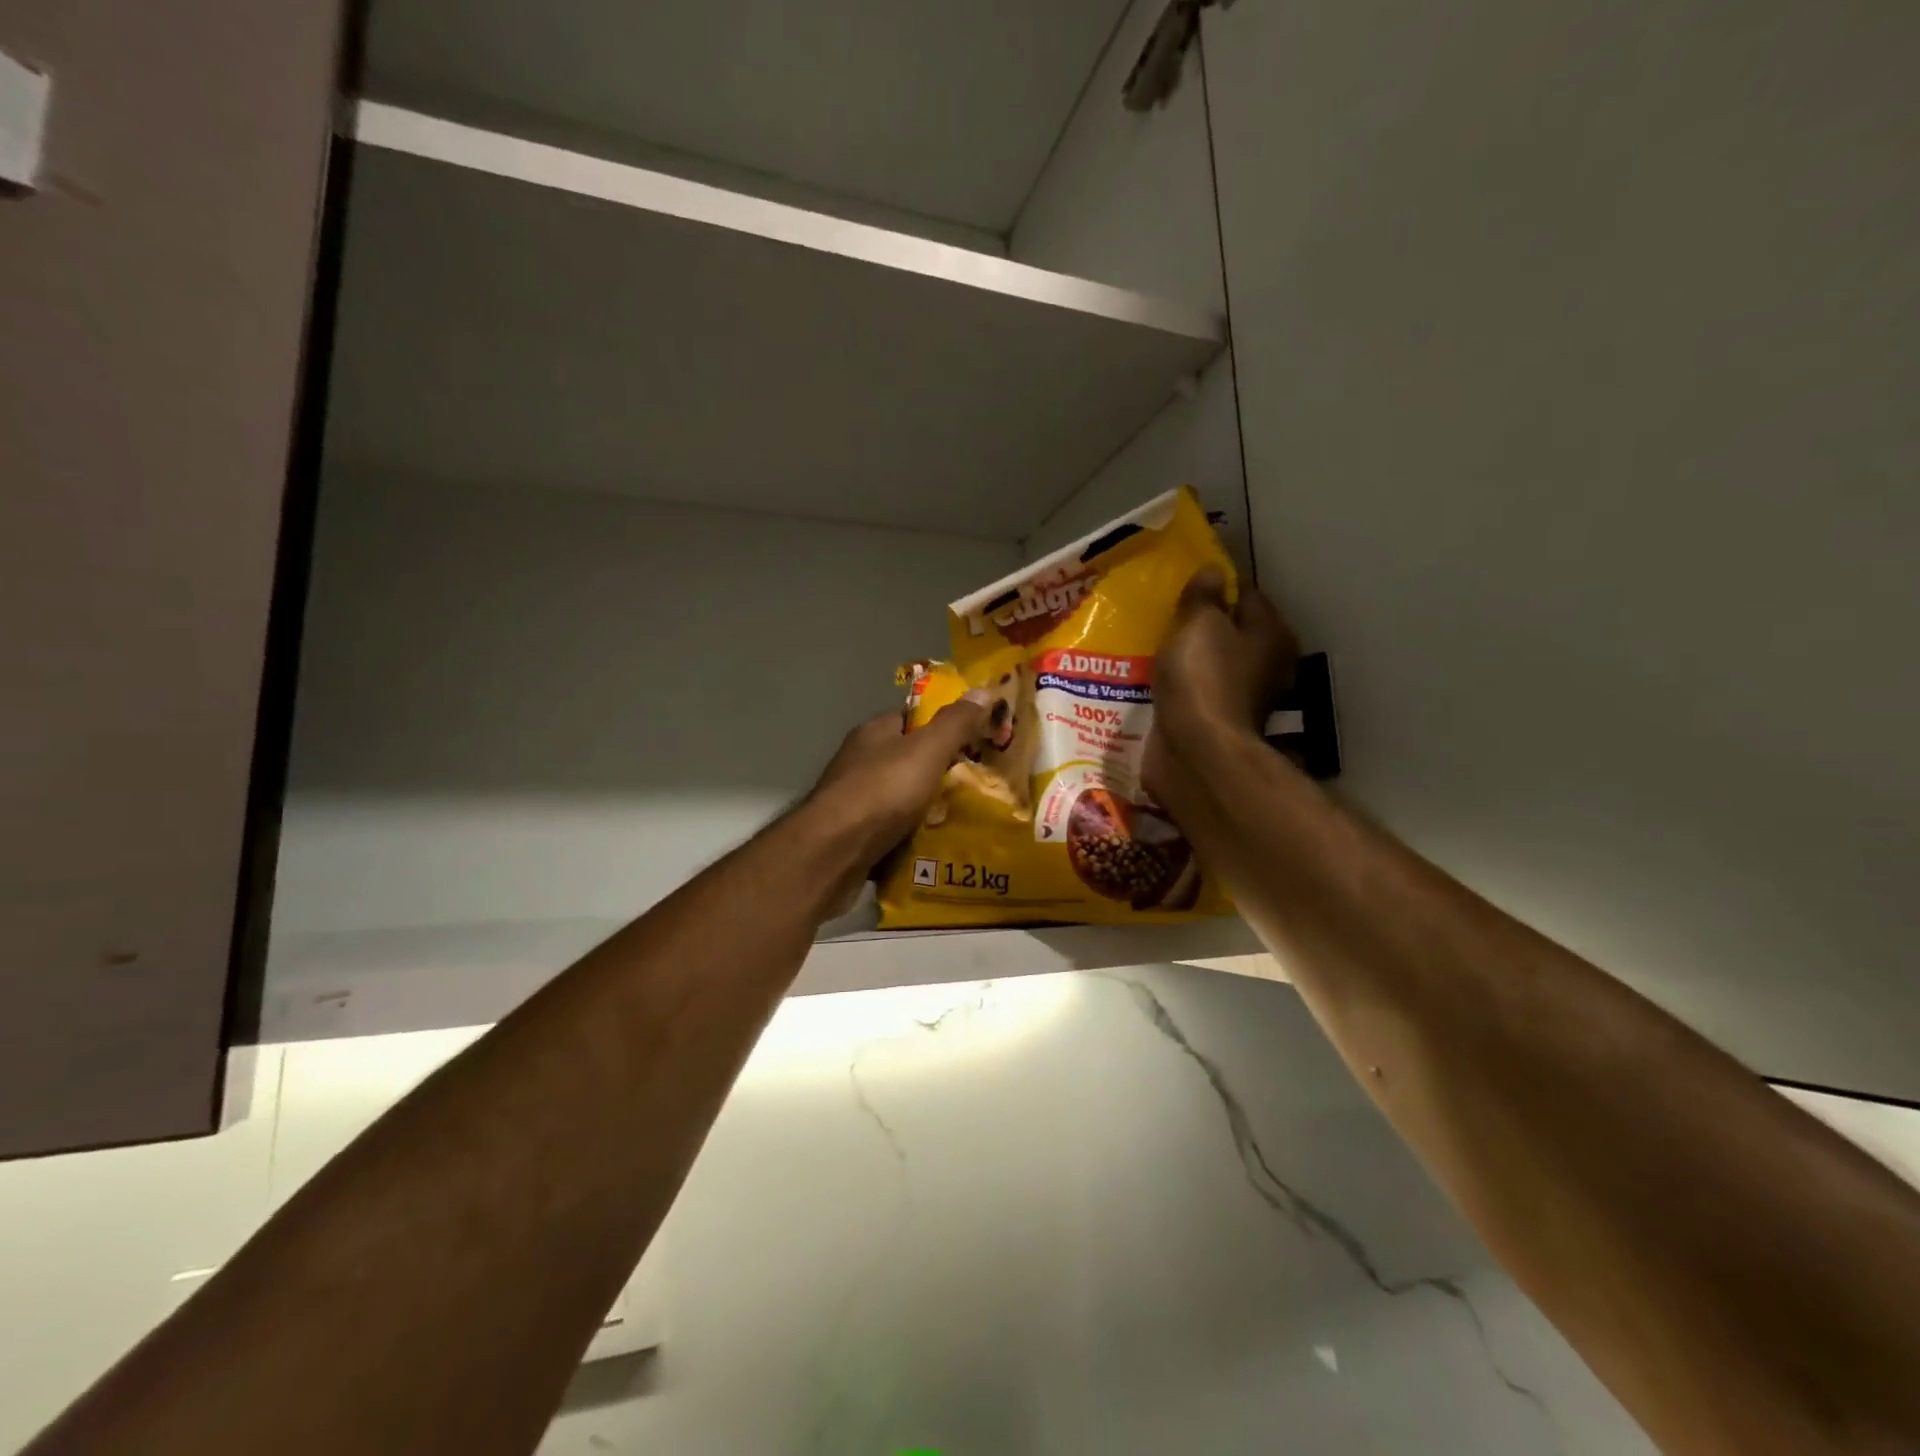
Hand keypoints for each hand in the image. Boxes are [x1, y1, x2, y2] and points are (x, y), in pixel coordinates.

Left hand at [806, 692, 991, 867]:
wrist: (832, 852)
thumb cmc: (881, 791)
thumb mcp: (927, 750)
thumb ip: (955, 723)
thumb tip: (984, 690)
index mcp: (875, 733)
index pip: (915, 719)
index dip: (946, 726)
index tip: (978, 741)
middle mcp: (861, 762)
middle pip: (911, 760)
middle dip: (943, 772)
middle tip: (980, 785)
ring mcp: (855, 800)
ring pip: (903, 798)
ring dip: (929, 809)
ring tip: (968, 820)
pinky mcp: (854, 835)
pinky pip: (894, 830)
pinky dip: (914, 836)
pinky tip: (938, 846)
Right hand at [1145, 569, 1297, 799]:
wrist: (1194, 750)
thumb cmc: (1202, 677)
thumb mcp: (1199, 624)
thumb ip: (1204, 597)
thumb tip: (1213, 571)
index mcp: (1271, 635)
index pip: (1248, 596)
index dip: (1218, 588)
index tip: (1186, 587)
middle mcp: (1265, 665)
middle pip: (1231, 633)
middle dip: (1201, 626)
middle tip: (1166, 617)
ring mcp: (1241, 698)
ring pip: (1212, 665)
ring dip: (1189, 659)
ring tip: (1154, 648)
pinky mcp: (1215, 723)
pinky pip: (1196, 694)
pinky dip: (1181, 688)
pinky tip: (1155, 681)